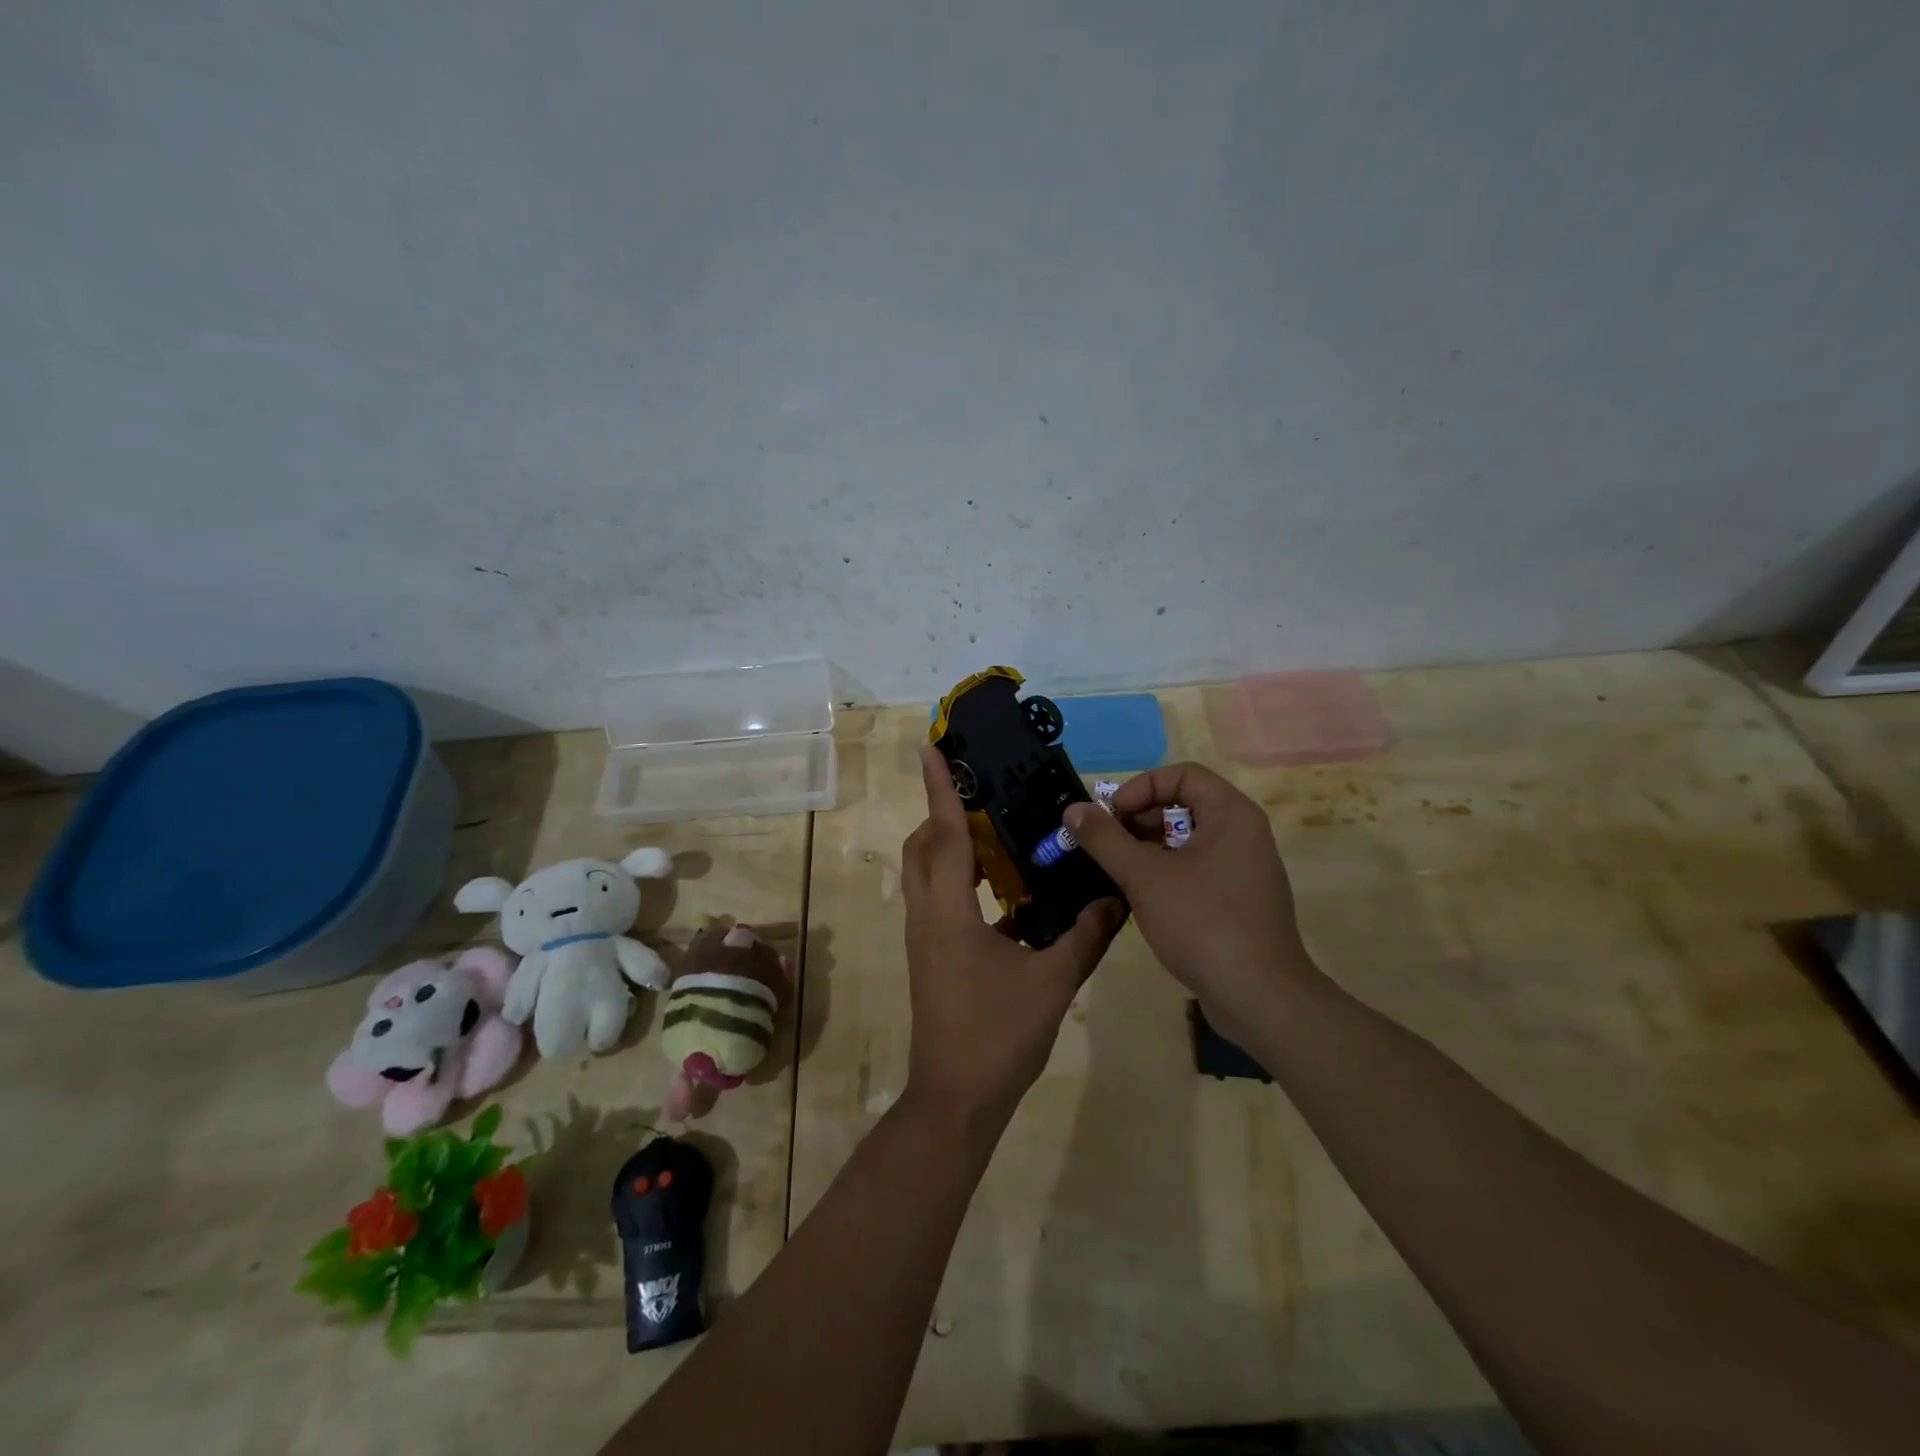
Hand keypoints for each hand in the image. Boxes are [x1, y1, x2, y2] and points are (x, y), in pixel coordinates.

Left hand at [900, 746, 1124, 1139]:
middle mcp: (927, 915)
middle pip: (924, 847)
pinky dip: (964, 882)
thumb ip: (1086, 936)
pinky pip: (941, 900)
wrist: (956, 1099)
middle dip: (944, 813)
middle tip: (980, 793)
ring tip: (995, 833)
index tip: (932, 748)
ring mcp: (924, 936)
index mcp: (948, 912)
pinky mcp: (931, 955)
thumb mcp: (1052, 983)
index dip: (939, 788)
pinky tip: (1007, 894)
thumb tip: (1116, 898)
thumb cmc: (998, 1036)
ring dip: (952, 847)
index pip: (944, 835)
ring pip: (927, 873)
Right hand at [1064, 763, 1311, 1042]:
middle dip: (1139, 819)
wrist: (1259, 998)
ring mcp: (1244, 868)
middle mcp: (1244, 833)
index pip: (1181, 774)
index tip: (1111, 818)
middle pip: (1184, 804)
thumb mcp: (1144, 877)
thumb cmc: (1203, 923)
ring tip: (1117, 871)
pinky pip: (1198, 868)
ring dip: (1148, 847)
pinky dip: (1167, 872)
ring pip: (1188, 839)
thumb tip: (1074, 809)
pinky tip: (1142, 897)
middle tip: (1107, 845)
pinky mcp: (1239, 899)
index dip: (1140, 788)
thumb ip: (1105, 839)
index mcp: (1231, 814)